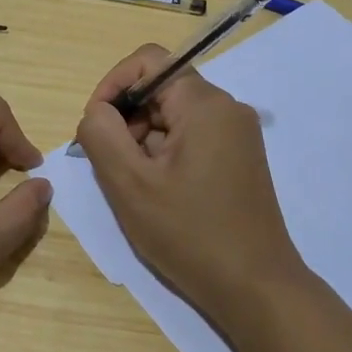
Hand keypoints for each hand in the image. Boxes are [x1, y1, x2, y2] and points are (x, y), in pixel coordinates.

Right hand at [74, 45, 306, 326]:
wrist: (256, 289)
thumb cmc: (190, 234)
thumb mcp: (129, 184)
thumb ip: (101, 134)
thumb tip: (96, 111)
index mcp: (204, 104)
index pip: (149, 61)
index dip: (113, 84)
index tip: (94, 125)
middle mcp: (226, 108)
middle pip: (161, 89)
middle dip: (126, 118)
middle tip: (111, 165)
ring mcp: (237, 134)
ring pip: (173, 116)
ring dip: (143, 140)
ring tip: (134, 186)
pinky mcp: (239, 158)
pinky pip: (190, 137)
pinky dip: (164, 154)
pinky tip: (157, 194)